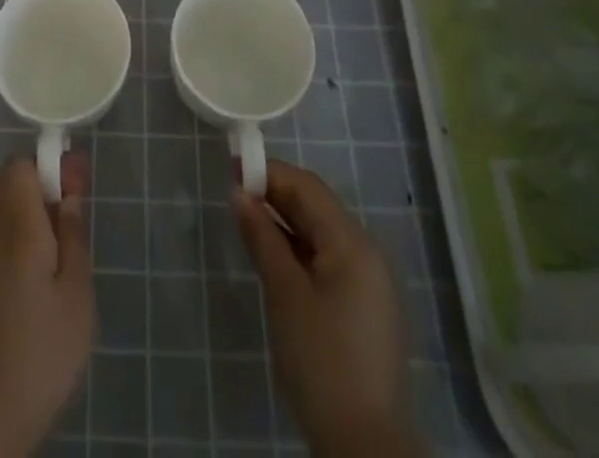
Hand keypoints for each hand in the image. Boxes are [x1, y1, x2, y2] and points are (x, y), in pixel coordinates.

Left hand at [0, 153, 92, 455]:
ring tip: (66, 246)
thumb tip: (69, 192)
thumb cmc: (44, 347)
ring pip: (5, 213)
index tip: (76, 179)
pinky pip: (1, 241)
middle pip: (11, 185)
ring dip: (34, 213)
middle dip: (43, 186)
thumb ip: (73, 234)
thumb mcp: (77, 290)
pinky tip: (43, 275)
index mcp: (18, 227)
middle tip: (75, 210)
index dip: (48, 163)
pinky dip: (22, 239)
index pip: (20, 166)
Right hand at [234, 160, 414, 457]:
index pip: (307, 187)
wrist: (364, 446)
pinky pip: (326, 259)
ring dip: (284, 222)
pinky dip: (297, 249)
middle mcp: (365, 253)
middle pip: (316, 207)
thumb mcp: (285, 294)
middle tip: (233, 193)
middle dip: (275, 194)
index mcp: (353, 243)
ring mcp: (367, 282)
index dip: (269, 172)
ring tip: (246, 221)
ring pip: (320, 233)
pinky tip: (272, 255)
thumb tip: (240, 194)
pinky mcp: (361, 307)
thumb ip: (263, 238)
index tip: (231, 168)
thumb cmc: (322, 361)